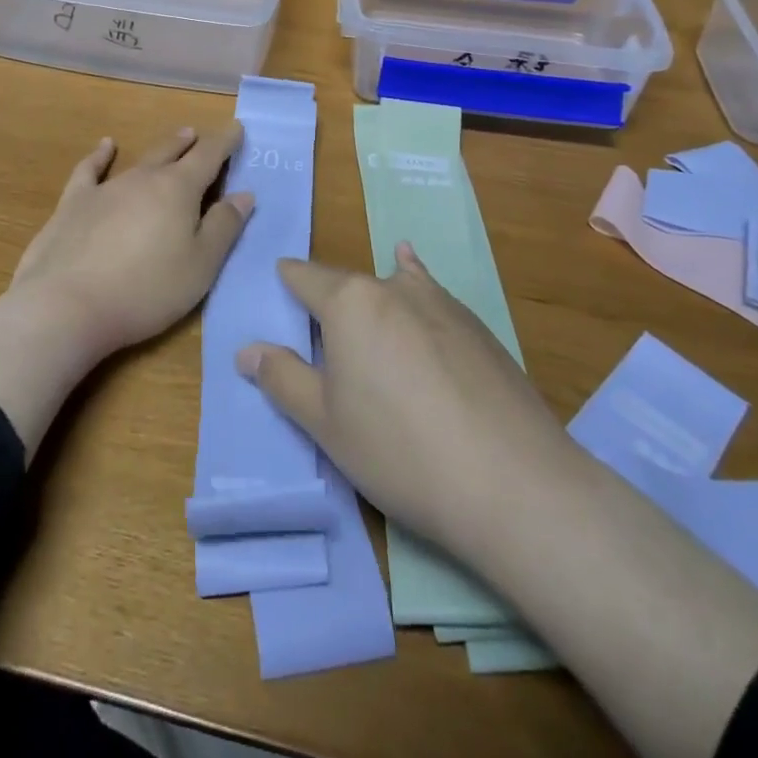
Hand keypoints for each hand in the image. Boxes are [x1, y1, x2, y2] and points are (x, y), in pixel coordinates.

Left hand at [10, 125, 252, 357]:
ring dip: (159, 150)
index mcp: (178, 190)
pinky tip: (104, 146)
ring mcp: (105, 189)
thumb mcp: (200, 267)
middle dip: (190, 143)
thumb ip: (223, 227)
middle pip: (172, 153)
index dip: (225, 141)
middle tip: (199, 134)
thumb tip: (244, 193)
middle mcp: (143, 179)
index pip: (208, 156)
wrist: (66, 306)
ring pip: (139, 160)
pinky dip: (99, 155)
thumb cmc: (145, 291)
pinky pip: (89, 170)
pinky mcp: (73, 204)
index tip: (236, 128)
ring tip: (173, 140)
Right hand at [237, 243, 571, 561]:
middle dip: (331, 299)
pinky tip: (419, 284)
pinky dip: (417, 289)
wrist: (511, 481)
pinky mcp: (479, 327)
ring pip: (395, 285)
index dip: (288, 279)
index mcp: (349, 302)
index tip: (279, 281)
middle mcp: (393, 287)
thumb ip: (282, 378)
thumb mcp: (324, 422)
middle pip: (349, 283)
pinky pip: (433, 298)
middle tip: (322, 334)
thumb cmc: (398, 450)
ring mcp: (442, 303)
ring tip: (365, 295)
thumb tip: (246, 350)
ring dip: (375, 294)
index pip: (305, 277)